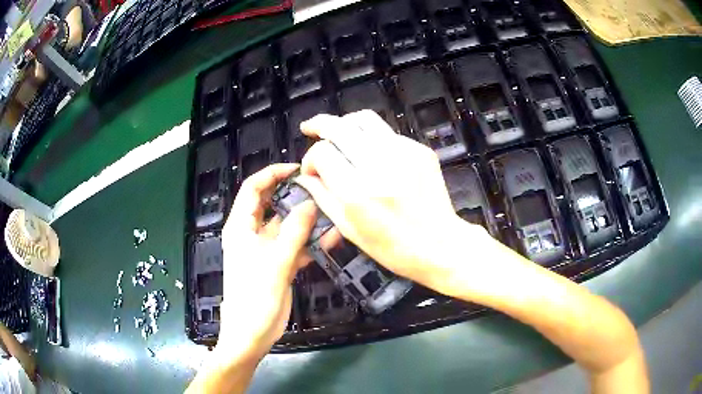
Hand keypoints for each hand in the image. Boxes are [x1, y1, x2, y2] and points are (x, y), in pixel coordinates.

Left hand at [217, 164, 316, 361]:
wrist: (251, 333)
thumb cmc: (255, 297)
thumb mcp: (275, 262)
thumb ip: (294, 232)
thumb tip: (310, 203)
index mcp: (241, 226)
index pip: (253, 188)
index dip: (272, 174)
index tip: (297, 170)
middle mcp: (251, 233)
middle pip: (272, 204)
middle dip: (293, 195)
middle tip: (319, 189)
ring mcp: (266, 249)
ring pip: (286, 226)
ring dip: (306, 221)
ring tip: (331, 214)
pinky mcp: (277, 263)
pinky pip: (294, 245)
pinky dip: (309, 242)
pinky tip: (329, 240)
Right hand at [296, 110, 485, 291]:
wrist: (439, 245)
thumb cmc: (391, 247)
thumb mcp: (350, 228)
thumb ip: (323, 197)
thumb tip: (304, 176)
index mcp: (357, 191)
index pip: (322, 152)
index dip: (310, 159)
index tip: (312, 172)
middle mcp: (378, 166)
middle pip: (339, 127)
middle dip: (319, 125)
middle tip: (310, 128)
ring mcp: (403, 154)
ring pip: (364, 119)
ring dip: (345, 123)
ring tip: (338, 132)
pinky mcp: (420, 151)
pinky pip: (387, 133)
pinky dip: (372, 138)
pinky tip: (371, 154)